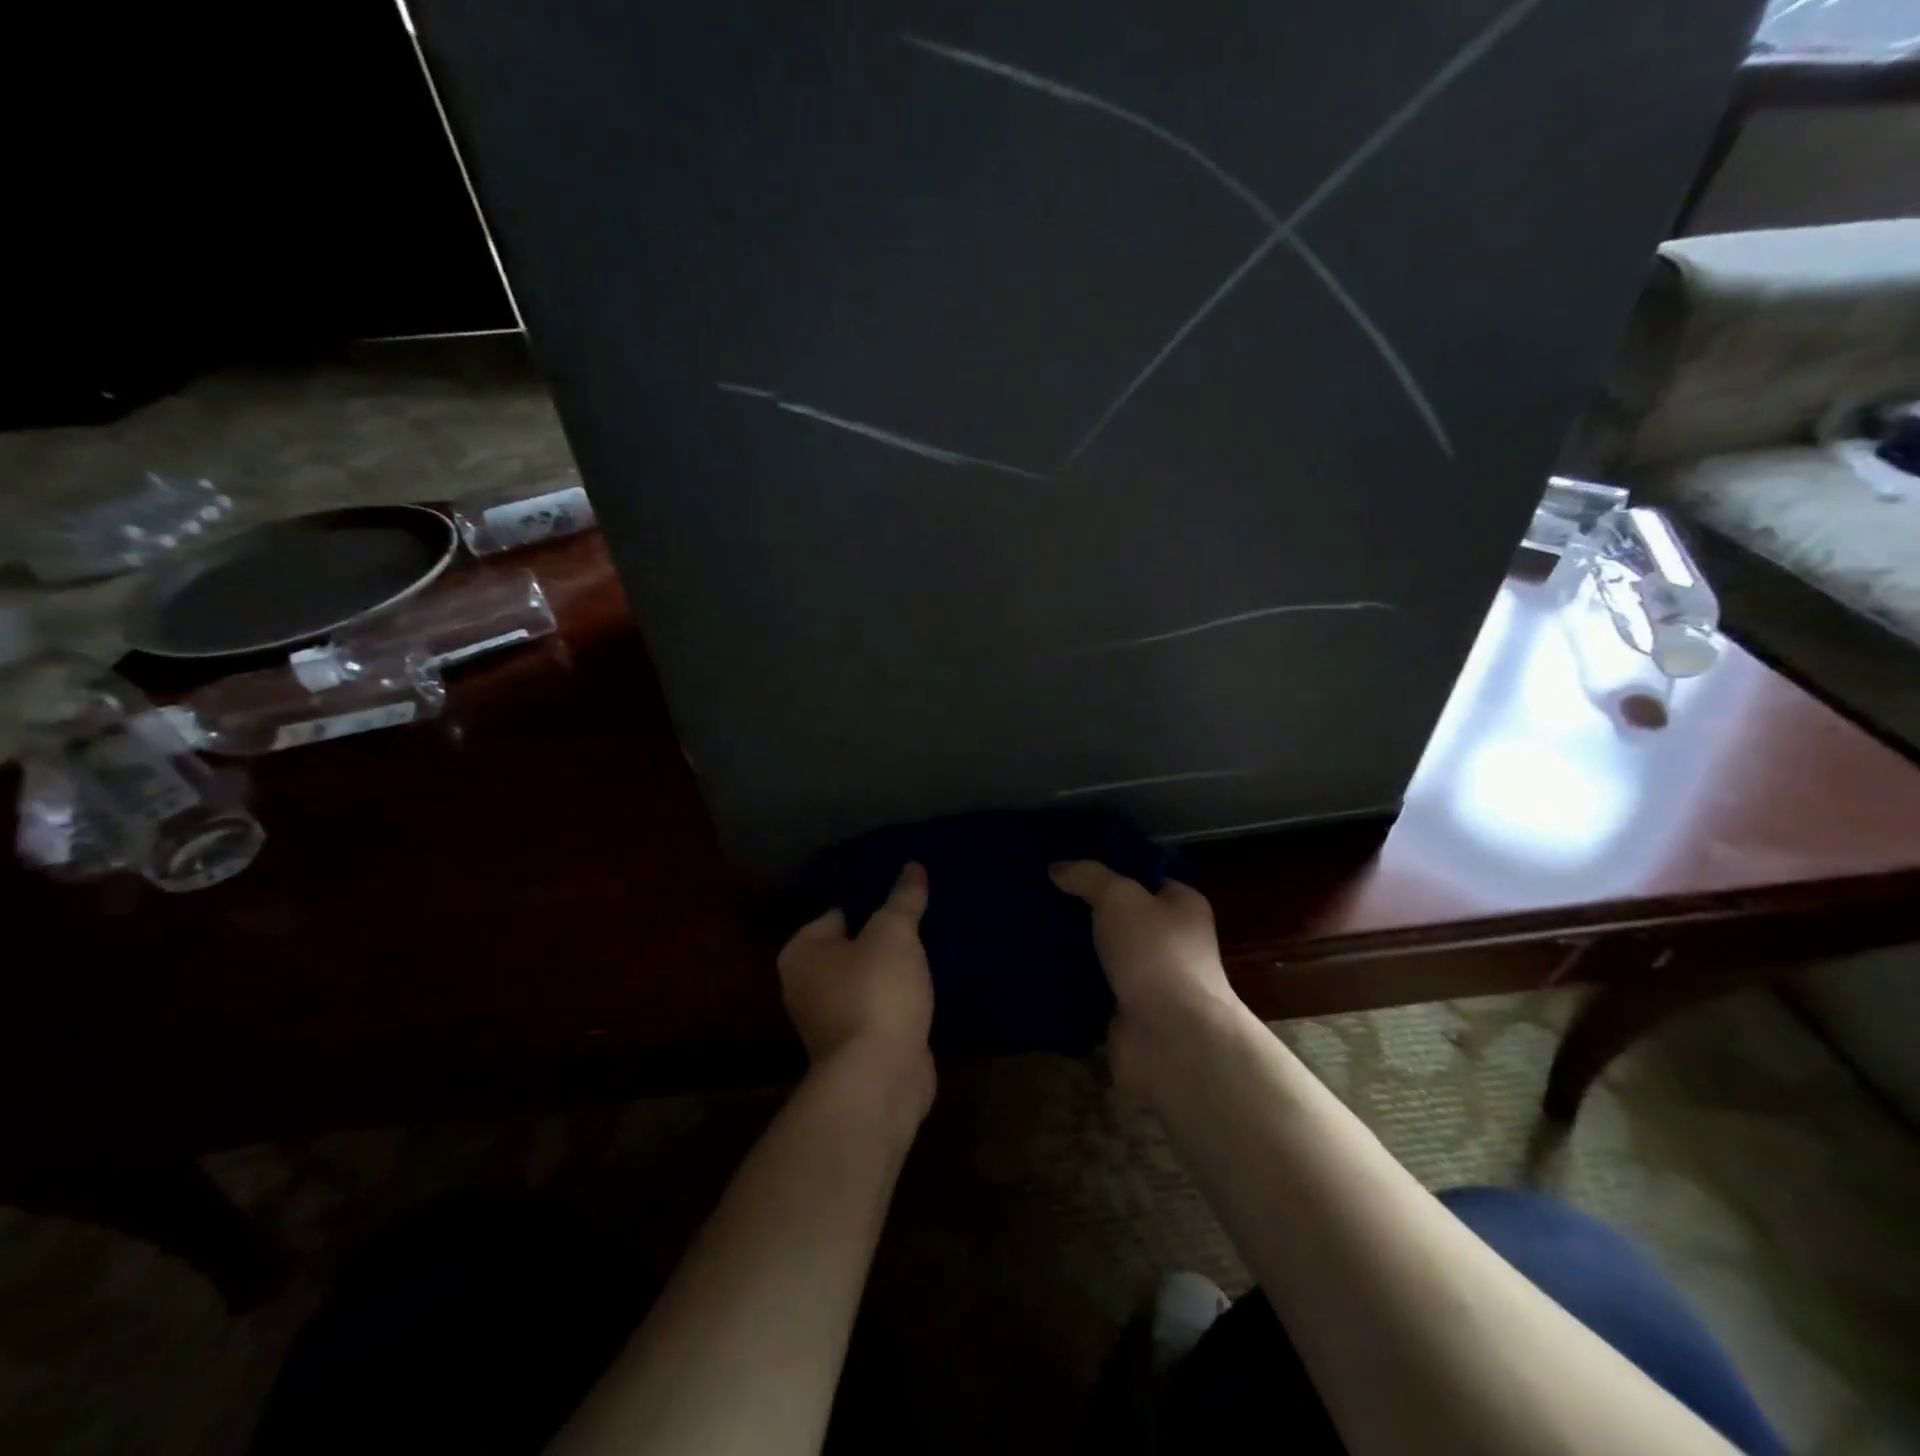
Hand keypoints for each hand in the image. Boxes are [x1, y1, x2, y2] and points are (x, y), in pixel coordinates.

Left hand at [777, 863, 935, 1104]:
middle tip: (918, 917)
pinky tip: (927, 984)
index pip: (834, 914)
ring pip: (867, 979)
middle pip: (850, 947)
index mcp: (802, 953)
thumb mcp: (894, 933)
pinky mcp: (859, 1045)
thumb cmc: (875, 992)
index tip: (898, 893)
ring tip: (928, 945)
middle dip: (881, 937)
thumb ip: (903, 898)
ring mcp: (831, 1020)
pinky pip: (881, 1007)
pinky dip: (899, 998)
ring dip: (892, 969)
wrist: (880, 1077)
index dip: (866, 900)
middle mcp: (806, 986)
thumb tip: (913, 866)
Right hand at [1050, 862, 1239, 1091]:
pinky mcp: (1127, 1011)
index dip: (1111, 869)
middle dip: (1084, 908)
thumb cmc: (1154, 953)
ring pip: (1104, 953)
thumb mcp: (1119, 898)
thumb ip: (1089, 877)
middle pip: (1121, 917)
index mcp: (1182, 907)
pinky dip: (1069, 981)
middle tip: (1039, 894)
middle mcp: (1171, 941)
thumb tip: (1057, 868)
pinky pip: (1092, 987)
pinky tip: (1037, 965)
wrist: (1170, 1038)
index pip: (1146, 879)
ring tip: (1029, 926)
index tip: (1070, 865)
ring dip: (1073, 946)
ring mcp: (1149, 979)